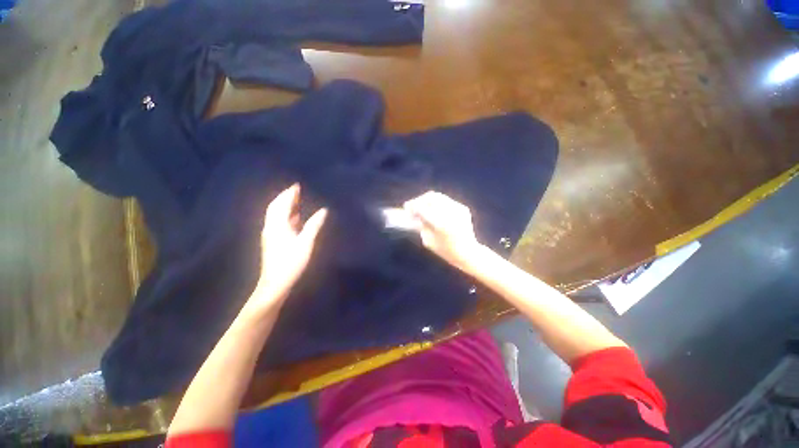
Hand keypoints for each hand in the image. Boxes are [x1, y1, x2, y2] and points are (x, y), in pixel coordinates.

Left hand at [250, 184, 326, 310]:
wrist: (275, 283)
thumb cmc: (291, 262)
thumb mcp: (306, 243)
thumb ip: (314, 225)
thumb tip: (324, 210)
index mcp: (277, 225)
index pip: (281, 204)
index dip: (288, 194)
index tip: (297, 185)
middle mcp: (271, 227)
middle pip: (275, 208)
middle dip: (285, 198)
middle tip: (296, 190)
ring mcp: (270, 235)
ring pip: (276, 215)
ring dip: (285, 206)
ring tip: (296, 200)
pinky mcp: (272, 242)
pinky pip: (278, 223)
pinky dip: (286, 216)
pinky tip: (294, 218)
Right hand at [404, 191, 482, 272]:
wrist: (468, 252)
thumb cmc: (446, 251)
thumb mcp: (428, 240)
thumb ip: (420, 225)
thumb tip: (414, 214)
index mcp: (441, 224)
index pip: (422, 208)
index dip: (412, 206)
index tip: (406, 207)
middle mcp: (450, 213)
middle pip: (431, 197)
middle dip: (419, 200)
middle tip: (413, 205)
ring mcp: (458, 209)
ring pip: (439, 197)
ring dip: (428, 200)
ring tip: (422, 206)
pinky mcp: (463, 208)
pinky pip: (446, 201)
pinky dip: (437, 204)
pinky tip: (434, 210)